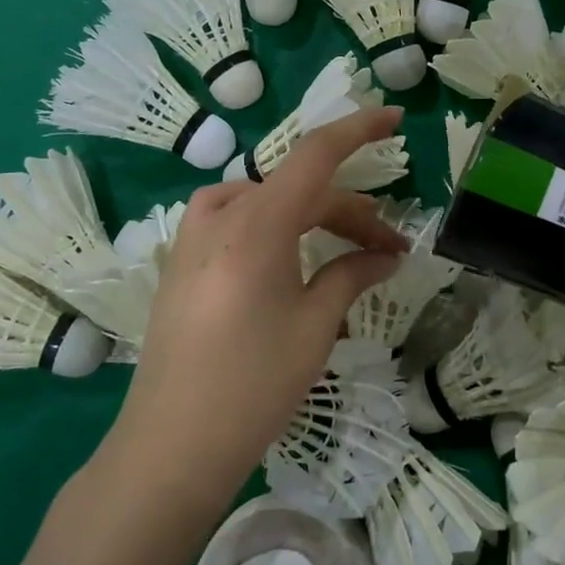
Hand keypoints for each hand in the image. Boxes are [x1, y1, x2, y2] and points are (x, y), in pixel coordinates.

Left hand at [95, 107, 408, 509]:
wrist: (169, 447)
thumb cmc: (252, 384)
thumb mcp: (316, 325)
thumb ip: (353, 274)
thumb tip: (386, 256)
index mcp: (256, 223)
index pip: (316, 154)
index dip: (359, 129)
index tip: (395, 117)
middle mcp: (221, 215)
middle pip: (299, 188)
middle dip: (351, 212)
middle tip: (390, 248)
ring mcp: (194, 237)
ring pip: (269, 202)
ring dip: (314, 219)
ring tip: (350, 253)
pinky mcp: (183, 261)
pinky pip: (240, 221)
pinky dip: (280, 229)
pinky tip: (296, 259)